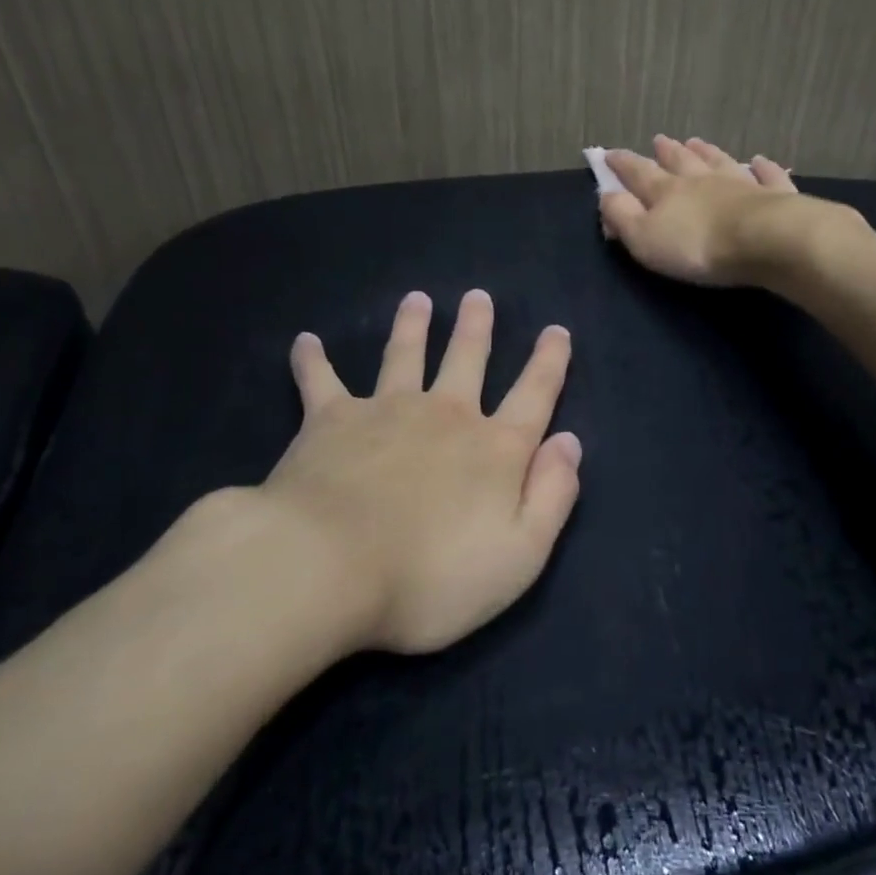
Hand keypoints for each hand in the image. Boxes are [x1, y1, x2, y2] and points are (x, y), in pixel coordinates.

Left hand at [188, 289, 579, 655]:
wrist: (327, 568)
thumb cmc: (430, 577)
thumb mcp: (519, 555)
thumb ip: (553, 496)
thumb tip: (569, 442)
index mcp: (494, 449)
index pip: (534, 395)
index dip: (549, 363)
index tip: (556, 331)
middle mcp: (446, 415)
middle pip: (467, 360)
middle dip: (476, 328)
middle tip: (478, 297)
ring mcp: (387, 410)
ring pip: (405, 355)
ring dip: (413, 325)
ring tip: (417, 300)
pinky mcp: (331, 420)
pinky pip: (321, 380)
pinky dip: (313, 360)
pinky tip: (305, 341)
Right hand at [599, 135, 834, 286]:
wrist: (766, 240)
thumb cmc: (698, 245)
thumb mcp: (645, 238)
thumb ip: (623, 216)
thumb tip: (606, 194)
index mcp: (667, 191)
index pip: (638, 172)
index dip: (621, 163)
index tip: (608, 154)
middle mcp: (702, 179)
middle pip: (680, 160)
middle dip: (666, 151)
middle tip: (659, 139)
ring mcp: (740, 183)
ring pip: (719, 161)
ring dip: (706, 151)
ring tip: (697, 142)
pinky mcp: (774, 195)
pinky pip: (767, 176)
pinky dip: (763, 167)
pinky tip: (761, 161)